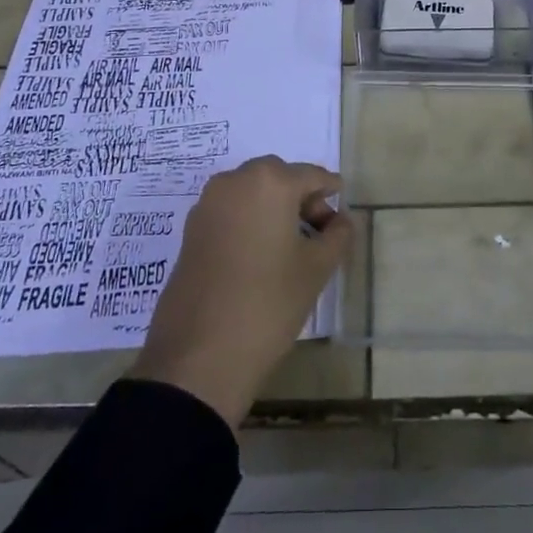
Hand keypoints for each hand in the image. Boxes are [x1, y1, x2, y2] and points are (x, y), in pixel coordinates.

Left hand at [130, 156, 352, 428]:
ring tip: (288, 247)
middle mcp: (235, 180)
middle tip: (317, 233)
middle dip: (301, 198)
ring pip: (252, 192)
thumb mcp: (317, 269)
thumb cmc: (269, 303)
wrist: (199, 357)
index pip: (312, 176)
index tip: (342, 218)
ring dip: (273, 208)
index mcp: (270, 181)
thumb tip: (341, 220)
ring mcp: (207, 204)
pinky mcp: (190, 229)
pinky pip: (230, 210)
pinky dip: (249, 221)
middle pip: (279, 178)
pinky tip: (259, 256)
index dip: (331, 193)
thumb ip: (337, 235)